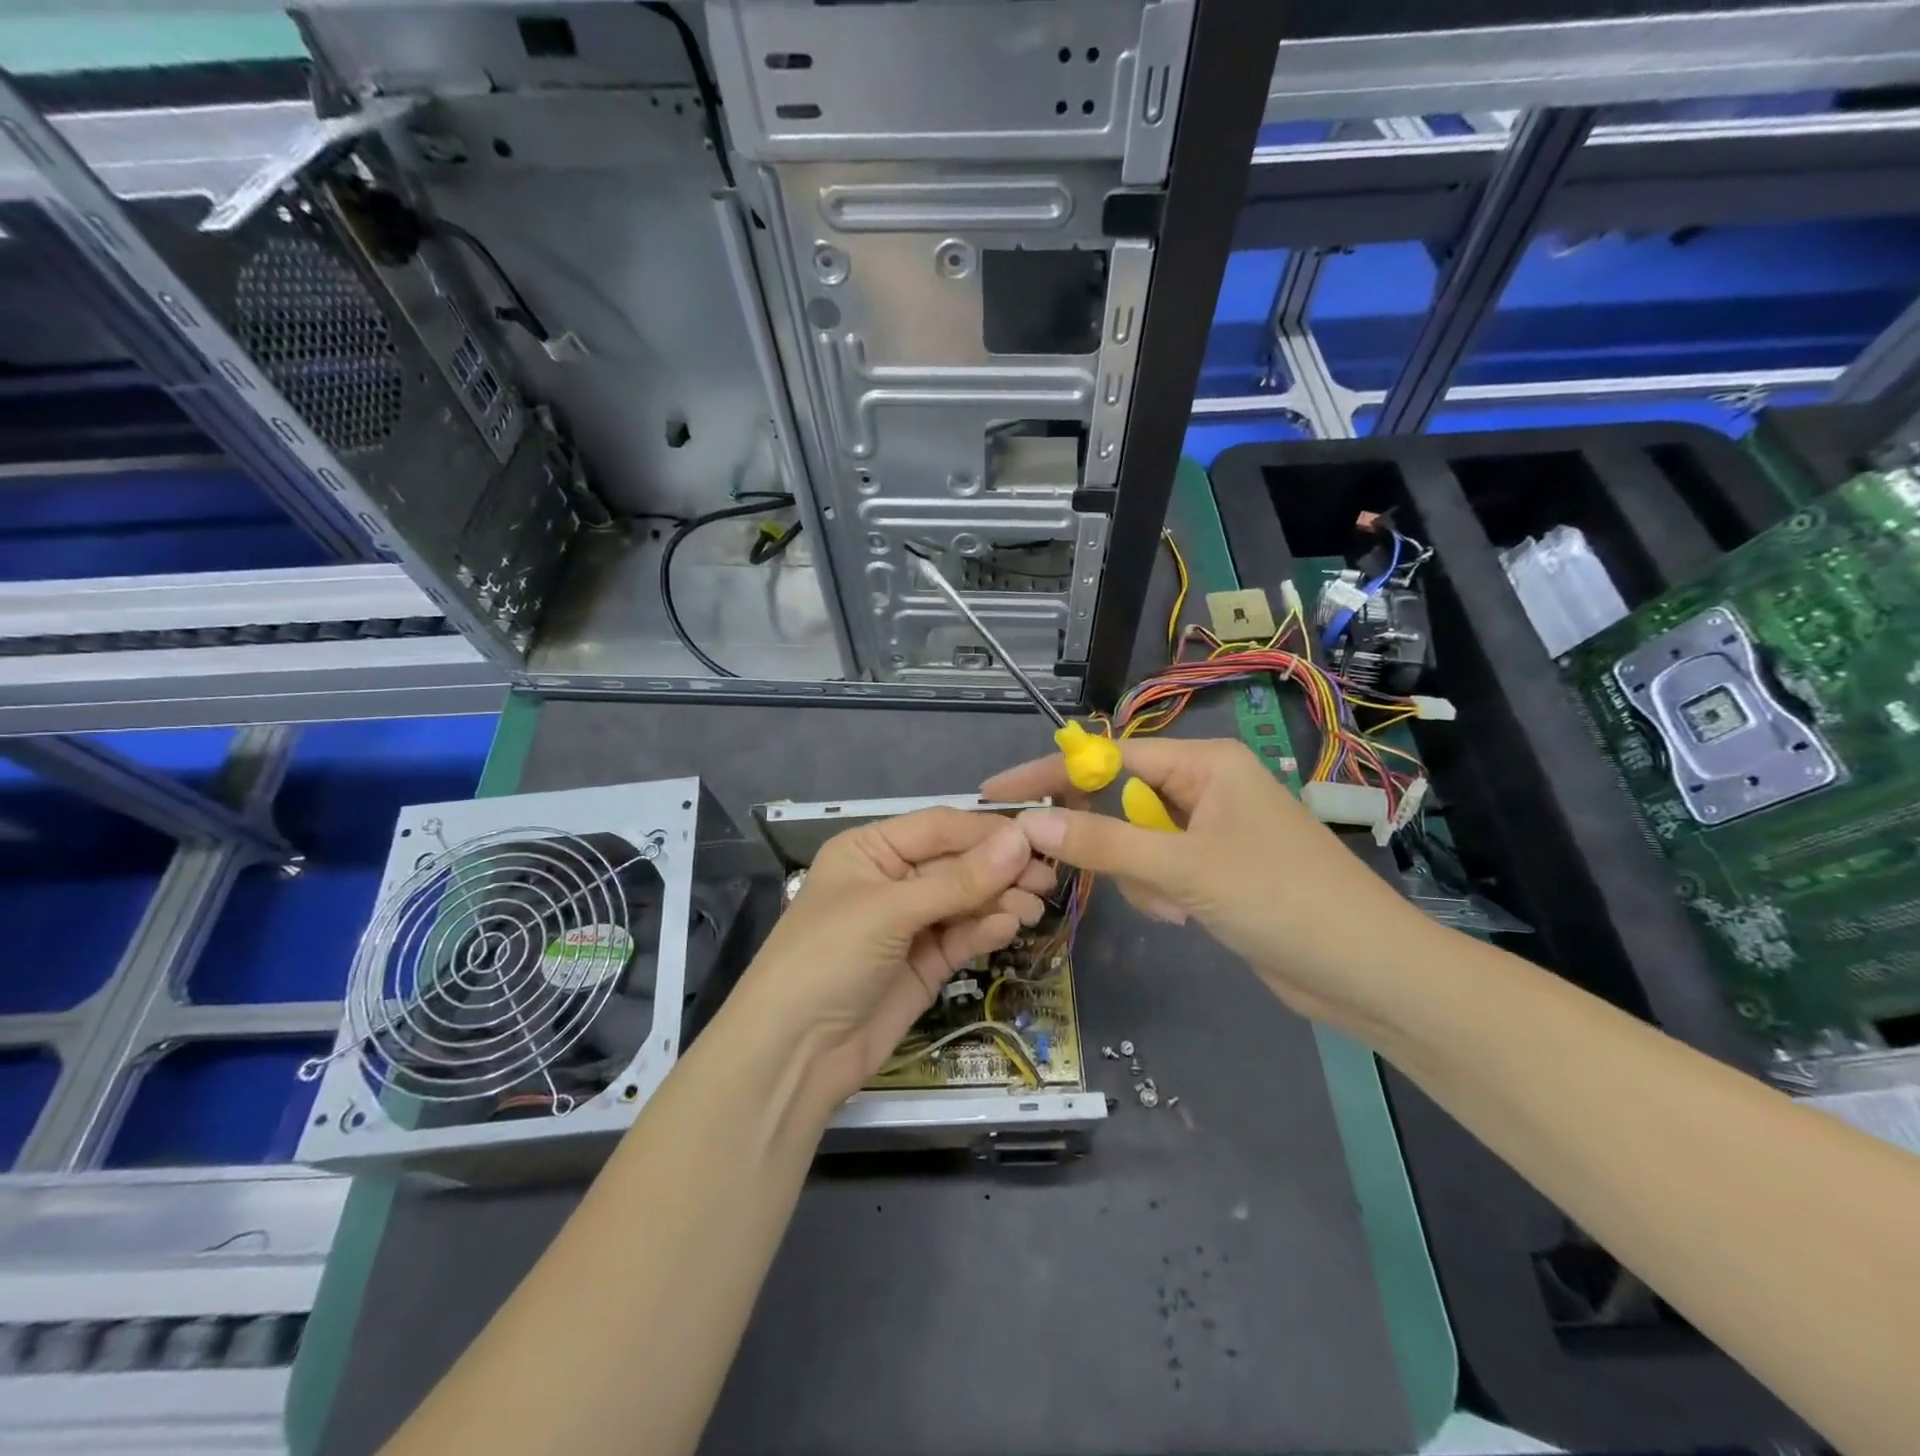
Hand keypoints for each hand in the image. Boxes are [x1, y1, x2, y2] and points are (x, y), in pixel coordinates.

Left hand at [734, 808, 1054, 1103]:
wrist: (795, 1053)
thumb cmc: (829, 958)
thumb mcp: (889, 911)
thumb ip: (958, 880)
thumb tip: (1020, 840)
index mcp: (871, 849)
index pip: (938, 828)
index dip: (986, 832)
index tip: (1035, 838)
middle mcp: (892, 879)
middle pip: (957, 863)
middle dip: (999, 868)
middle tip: (1047, 877)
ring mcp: (909, 923)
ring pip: (965, 900)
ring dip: (999, 899)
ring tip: (1035, 906)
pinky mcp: (924, 963)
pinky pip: (962, 935)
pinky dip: (986, 929)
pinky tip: (1009, 926)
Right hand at [983, 738, 1433, 1031]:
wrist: (1366, 973)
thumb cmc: (1280, 900)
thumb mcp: (1183, 869)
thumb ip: (1104, 843)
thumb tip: (1029, 822)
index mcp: (1206, 763)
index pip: (1108, 756)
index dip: (1050, 773)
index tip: (996, 793)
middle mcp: (1207, 787)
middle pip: (1120, 800)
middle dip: (1109, 843)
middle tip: (1074, 869)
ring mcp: (1212, 830)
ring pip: (1136, 841)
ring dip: (1140, 877)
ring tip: (1175, 907)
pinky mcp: (1215, 870)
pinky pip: (1159, 869)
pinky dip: (1159, 893)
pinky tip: (1187, 918)